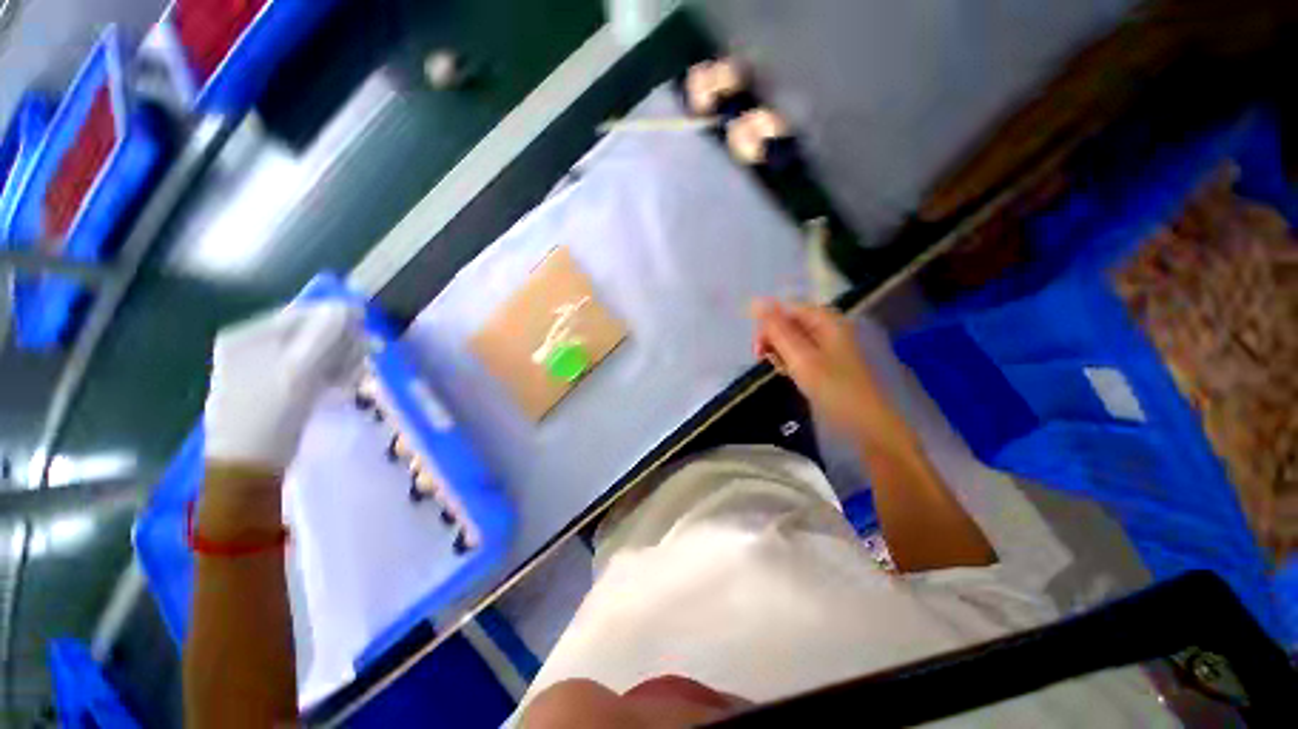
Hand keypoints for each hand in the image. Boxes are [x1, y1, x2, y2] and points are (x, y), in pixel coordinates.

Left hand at [205, 302, 365, 472]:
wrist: (247, 466)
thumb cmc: (271, 416)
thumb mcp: (301, 372)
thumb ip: (326, 334)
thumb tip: (350, 305)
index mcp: (250, 333)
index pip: (308, 312)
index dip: (341, 326)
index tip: (363, 347)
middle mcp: (251, 343)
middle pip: (311, 331)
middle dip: (339, 347)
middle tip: (354, 370)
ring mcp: (259, 364)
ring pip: (313, 351)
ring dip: (337, 363)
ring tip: (345, 383)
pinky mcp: (270, 384)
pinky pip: (306, 368)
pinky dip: (325, 375)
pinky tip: (335, 389)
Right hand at [750, 299, 907, 447]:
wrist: (870, 424)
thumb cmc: (834, 388)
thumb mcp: (800, 358)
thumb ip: (777, 330)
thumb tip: (755, 302)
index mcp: (827, 320)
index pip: (787, 309)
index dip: (768, 324)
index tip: (757, 349)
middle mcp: (831, 327)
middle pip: (792, 323)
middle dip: (774, 339)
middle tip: (764, 360)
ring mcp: (833, 345)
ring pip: (796, 340)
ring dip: (781, 352)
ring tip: (780, 370)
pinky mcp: (832, 362)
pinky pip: (805, 353)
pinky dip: (793, 362)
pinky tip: (792, 375)